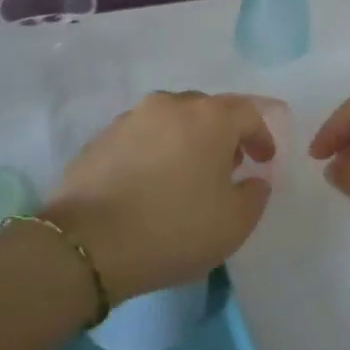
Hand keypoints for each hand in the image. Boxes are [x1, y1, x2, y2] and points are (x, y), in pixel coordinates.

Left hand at [44, 92, 275, 299]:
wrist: (86, 245)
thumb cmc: (173, 229)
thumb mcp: (234, 224)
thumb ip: (255, 195)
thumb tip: (252, 180)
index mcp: (211, 117)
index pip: (249, 113)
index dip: (261, 136)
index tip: (264, 161)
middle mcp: (172, 105)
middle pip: (208, 110)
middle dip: (223, 134)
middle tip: (227, 165)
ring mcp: (132, 118)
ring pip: (172, 119)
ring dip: (186, 139)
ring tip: (186, 173)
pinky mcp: (101, 138)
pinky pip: (142, 136)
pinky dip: (155, 151)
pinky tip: (151, 182)